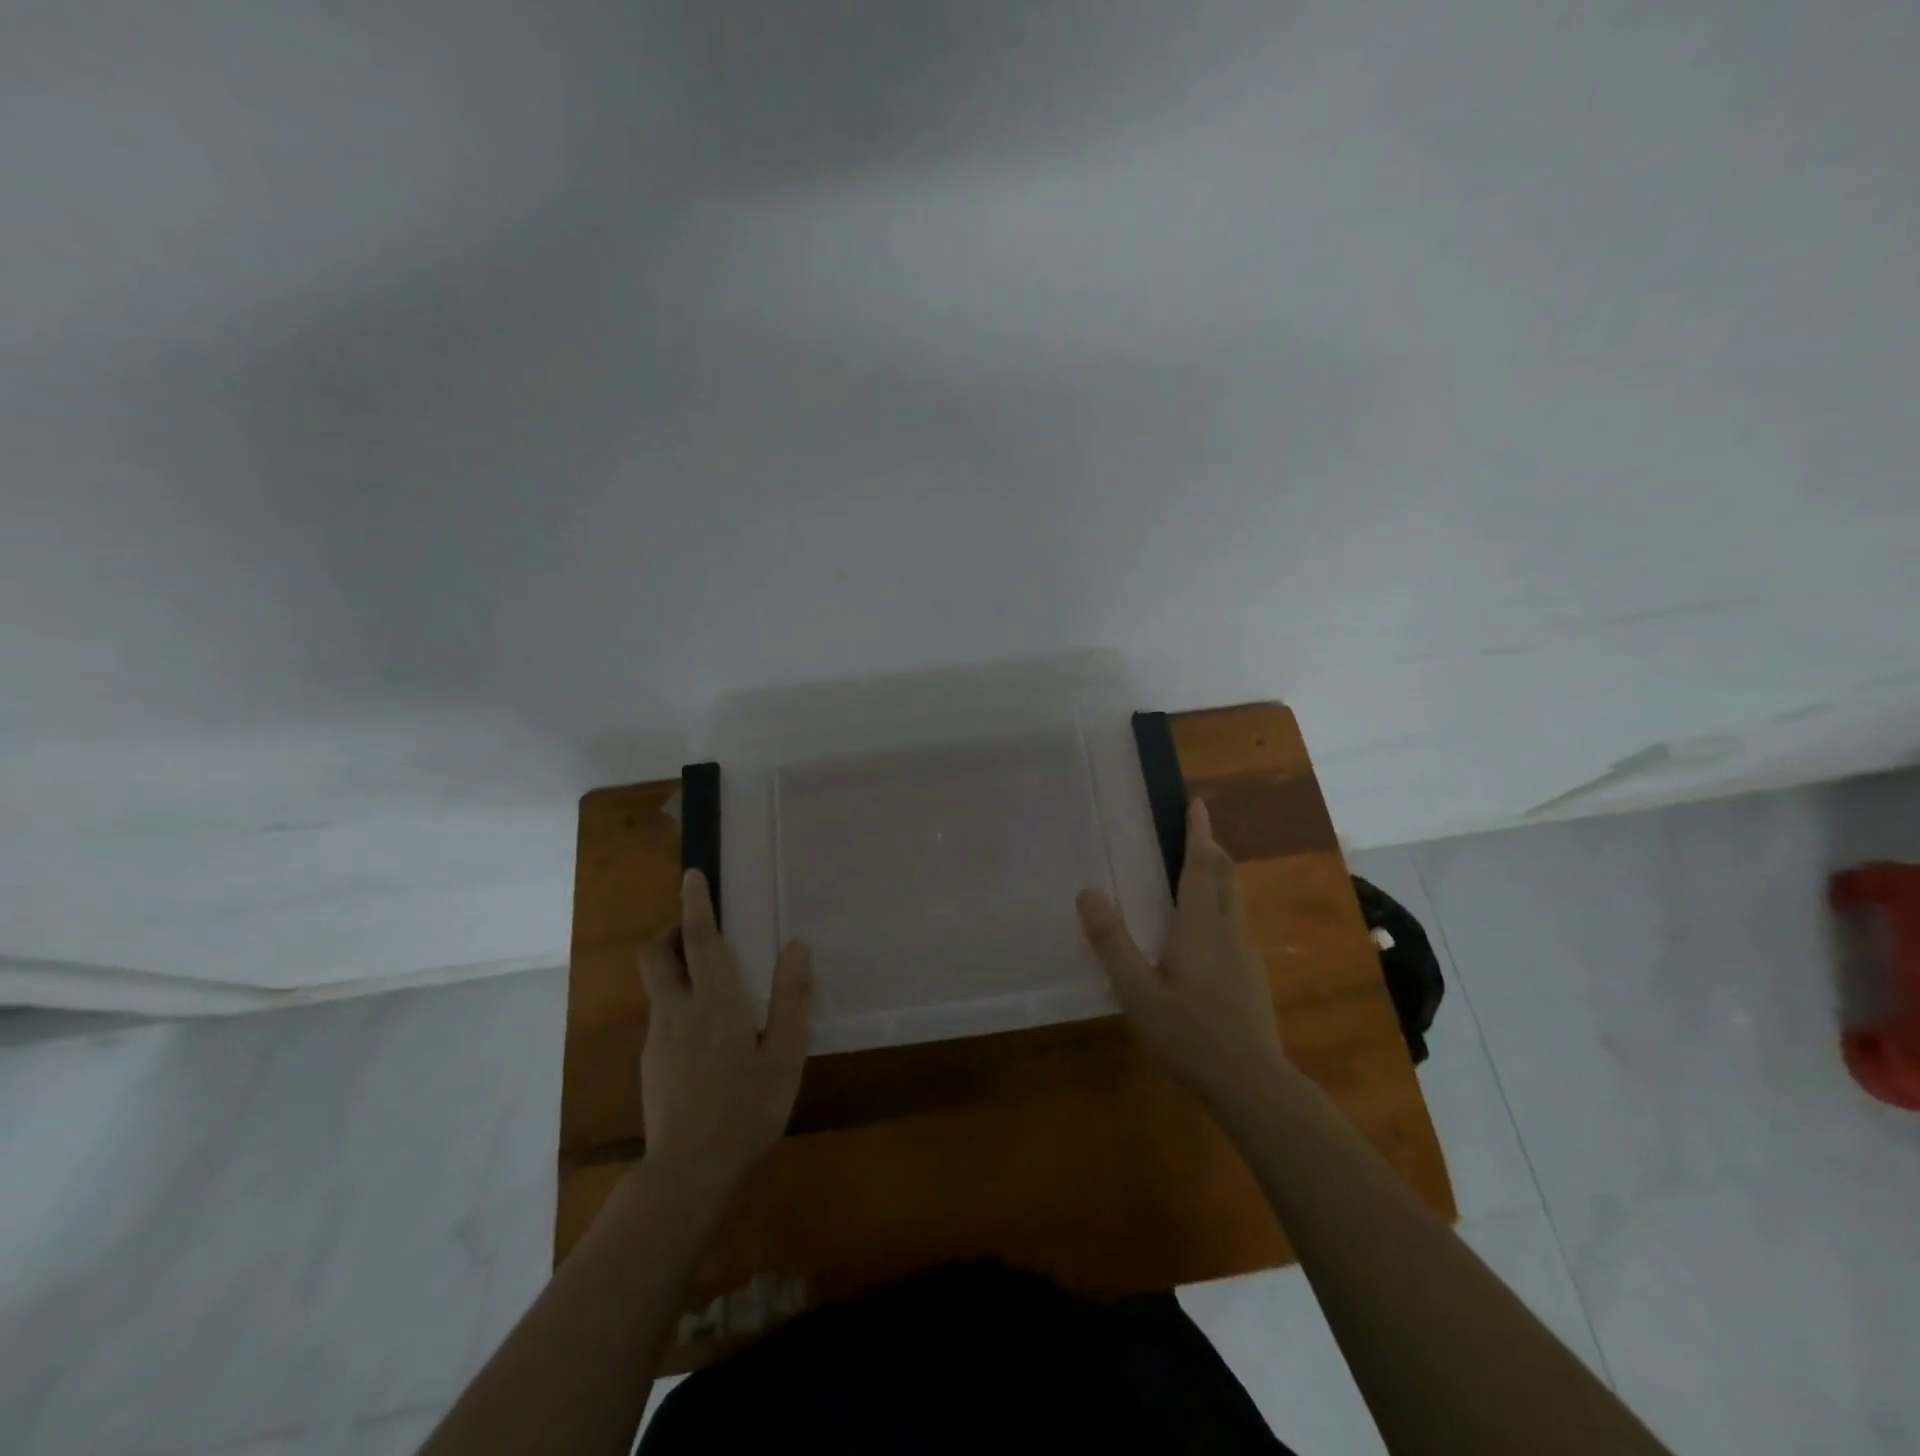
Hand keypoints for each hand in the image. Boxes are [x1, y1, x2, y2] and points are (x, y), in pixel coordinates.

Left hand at [639, 870, 812, 1187]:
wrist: (686, 1175)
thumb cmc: (746, 1110)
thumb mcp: (785, 1056)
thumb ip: (792, 999)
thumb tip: (797, 946)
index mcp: (714, 1000)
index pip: (697, 938)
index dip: (694, 903)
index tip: (691, 875)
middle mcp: (677, 1010)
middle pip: (656, 954)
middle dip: (669, 931)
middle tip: (697, 929)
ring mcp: (657, 1038)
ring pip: (658, 985)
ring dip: (676, 968)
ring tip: (715, 986)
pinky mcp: (650, 1063)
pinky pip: (662, 1016)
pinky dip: (679, 1003)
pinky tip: (708, 1038)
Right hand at [1076, 799, 1289, 1106]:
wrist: (1252, 1084)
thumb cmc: (1189, 1035)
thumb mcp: (1137, 992)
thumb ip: (1112, 943)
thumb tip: (1087, 893)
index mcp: (1200, 927)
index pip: (1201, 866)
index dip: (1199, 833)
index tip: (1198, 803)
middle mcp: (1228, 931)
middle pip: (1226, 876)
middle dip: (1212, 848)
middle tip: (1195, 831)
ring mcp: (1245, 954)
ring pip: (1234, 900)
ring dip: (1218, 876)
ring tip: (1197, 872)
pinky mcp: (1252, 976)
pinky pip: (1235, 923)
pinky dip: (1220, 905)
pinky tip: (1204, 932)